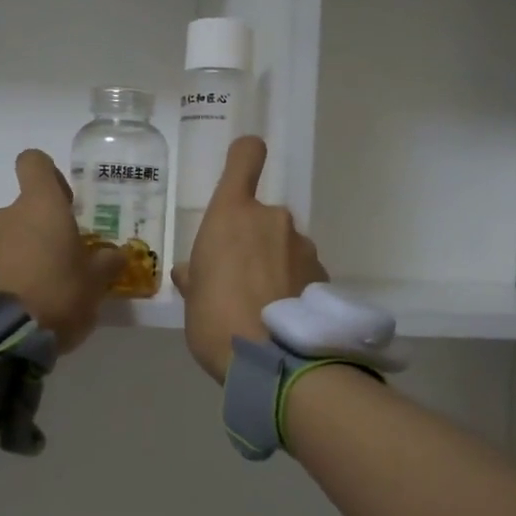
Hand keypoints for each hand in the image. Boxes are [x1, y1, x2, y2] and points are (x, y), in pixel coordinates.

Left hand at [0, 150, 123, 354]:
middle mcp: (6, 214)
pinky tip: (16, 305)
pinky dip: (2, 276)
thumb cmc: (57, 295)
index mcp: (41, 206)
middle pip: (23, 209)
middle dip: (40, 230)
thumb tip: (117, 254)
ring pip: (5, 237)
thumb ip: (107, 263)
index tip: (65, 201)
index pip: (34, 163)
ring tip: (37, 290)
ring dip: (20, 254)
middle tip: (61, 262)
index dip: (50, 176)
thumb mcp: (96, 283)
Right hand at [172, 136, 326, 383]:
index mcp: (232, 214)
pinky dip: (293, 285)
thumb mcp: (192, 298)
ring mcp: (302, 246)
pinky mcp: (323, 274)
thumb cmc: (215, 319)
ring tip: (262, 306)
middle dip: (252, 241)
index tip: (243, 164)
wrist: (273, 360)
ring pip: (283, 245)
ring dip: (274, 264)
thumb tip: (192, 273)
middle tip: (237, 281)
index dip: (245, 155)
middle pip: (261, 216)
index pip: (245, 157)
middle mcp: (272, 219)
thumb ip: (194, 276)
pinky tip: (283, 317)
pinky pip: (301, 271)